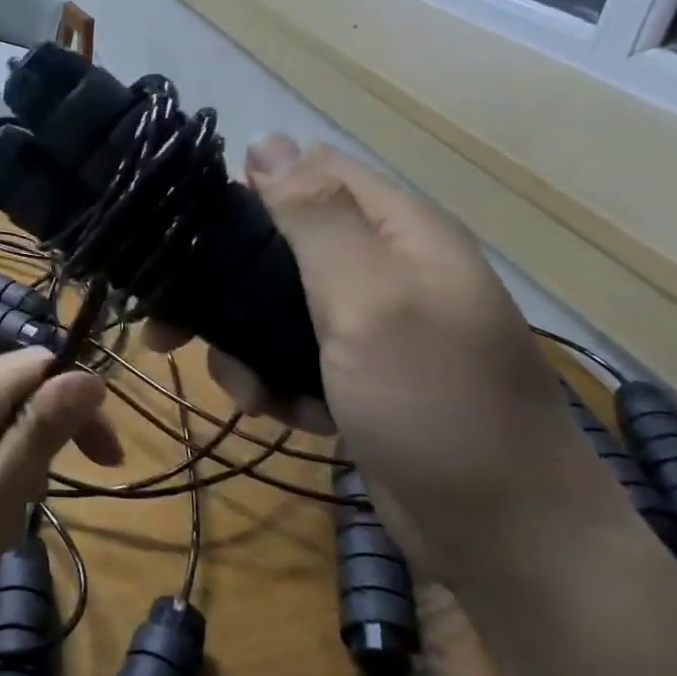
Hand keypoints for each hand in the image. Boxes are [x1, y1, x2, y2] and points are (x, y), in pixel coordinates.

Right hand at [153, 136, 616, 582]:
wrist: (505, 536)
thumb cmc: (435, 403)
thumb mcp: (370, 299)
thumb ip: (315, 218)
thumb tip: (265, 139)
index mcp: (397, 231)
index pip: (306, 174)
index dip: (244, 191)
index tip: (185, 233)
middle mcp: (384, 268)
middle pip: (278, 249)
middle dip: (227, 289)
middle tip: (171, 329)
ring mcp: (371, 326)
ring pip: (274, 310)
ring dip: (247, 349)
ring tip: (251, 394)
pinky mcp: (358, 376)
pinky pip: (293, 359)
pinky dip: (278, 383)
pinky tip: (285, 415)